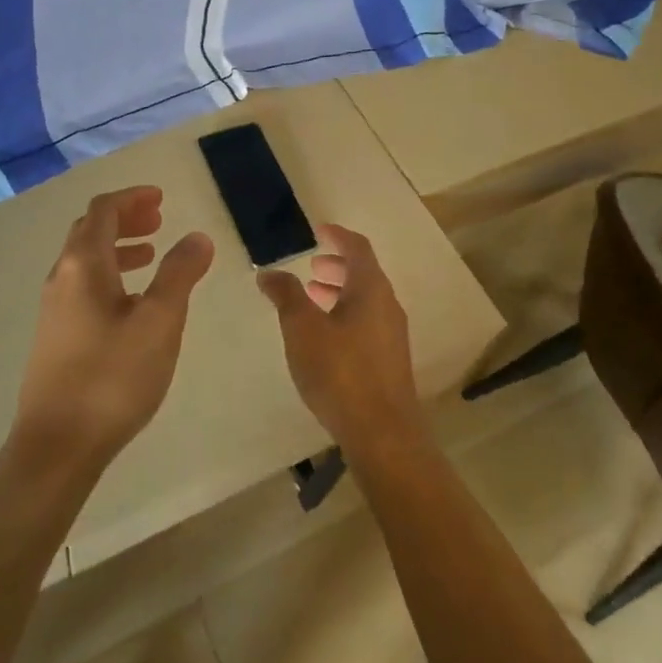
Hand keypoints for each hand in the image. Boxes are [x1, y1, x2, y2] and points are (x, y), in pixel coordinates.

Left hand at [11, 186, 213, 475]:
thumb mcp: (160, 322)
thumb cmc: (112, 377)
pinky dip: (111, 275)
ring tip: (152, 255)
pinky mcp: (55, 336)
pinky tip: (133, 303)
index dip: (132, 198)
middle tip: (159, 220)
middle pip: (90, 230)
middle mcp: (62, 277)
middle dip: (125, 219)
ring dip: (119, 247)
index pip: (103, 210)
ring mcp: (54, 308)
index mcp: (84, 265)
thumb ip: (180, 273)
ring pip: (86, 260)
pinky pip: (84, 286)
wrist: (57, 446)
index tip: (161, 198)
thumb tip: (197, 236)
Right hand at [256, 224, 427, 458]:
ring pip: (365, 300)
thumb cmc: (340, 372)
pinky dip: (345, 314)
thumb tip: (269, 272)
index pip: (358, 248)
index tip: (320, 229)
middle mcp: (387, 305)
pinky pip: (367, 322)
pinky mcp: (389, 360)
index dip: (338, 235)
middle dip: (337, 265)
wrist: (382, 433)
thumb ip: (286, 295)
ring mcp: (392, 334)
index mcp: (371, 289)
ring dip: (339, 292)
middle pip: (364, 273)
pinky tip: (324, 336)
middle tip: (312, 266)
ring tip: (311, 297)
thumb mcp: (303, 329)